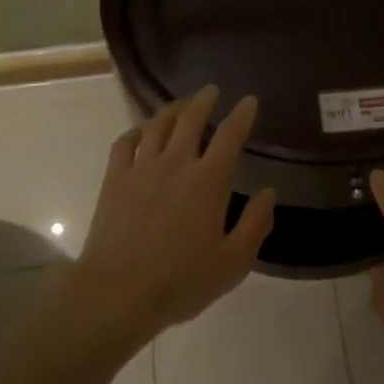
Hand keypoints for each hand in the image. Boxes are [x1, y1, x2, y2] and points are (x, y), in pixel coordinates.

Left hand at [74, 84, 275, 340]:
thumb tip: (268, 193)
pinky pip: (124, 144)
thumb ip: (255, 224)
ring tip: (180, 104)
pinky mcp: (115, 180)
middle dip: (204, 100)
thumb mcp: (233, 262)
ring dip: (172, 109)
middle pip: (190, 119)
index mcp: (209, 180)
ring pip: (157, 125)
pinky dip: (136, 131)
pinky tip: (140, 131)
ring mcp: (141, 168)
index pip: (230, 135)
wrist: (117, 292)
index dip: (242, 114)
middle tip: (211, 90)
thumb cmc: (181, 281)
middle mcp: (176, 163)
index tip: (249, 101)